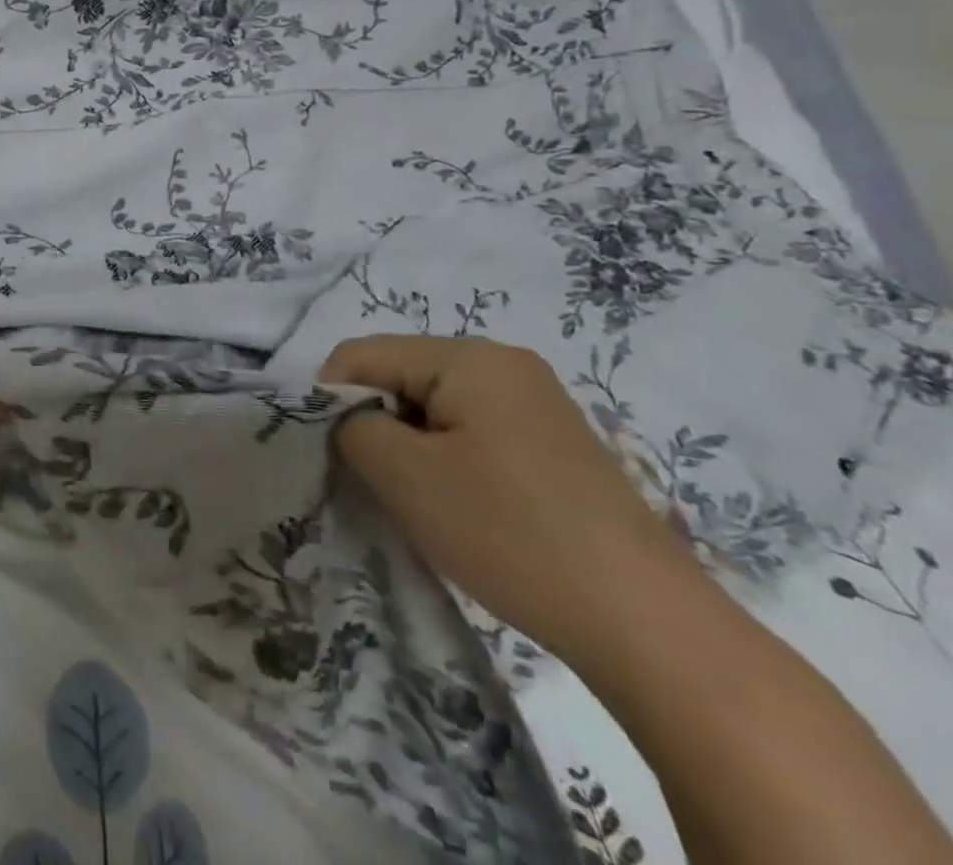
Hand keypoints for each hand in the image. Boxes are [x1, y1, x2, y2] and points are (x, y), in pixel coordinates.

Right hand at [327, 335, 716, 664]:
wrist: (649, 627)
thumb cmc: (510, 534)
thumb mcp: (404, 475)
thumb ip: (351, 426)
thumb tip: (348, 417)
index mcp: (468, 356)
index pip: (361, 354)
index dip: (332, 399)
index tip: (335, 456)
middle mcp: (503, 363)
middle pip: (399, 374)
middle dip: (374, 422)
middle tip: (377, 481)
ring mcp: (535, 402)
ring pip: (432, 405)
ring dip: (408, 444)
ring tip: (420, 499)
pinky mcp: (552, 443)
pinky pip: (470, 429)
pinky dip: (445, 458)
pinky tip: (462, 505)